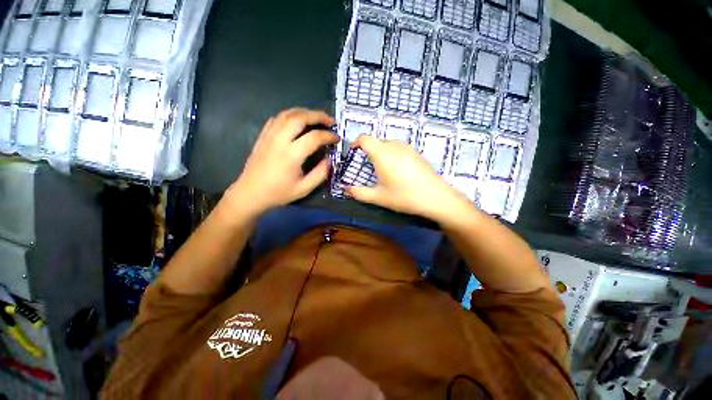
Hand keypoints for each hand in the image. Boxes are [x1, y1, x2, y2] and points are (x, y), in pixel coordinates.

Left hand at [225, 108, 337, 216]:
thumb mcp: (304, 188)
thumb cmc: (278, 193)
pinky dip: (290, 115)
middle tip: (330, 121)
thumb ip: (320, 173)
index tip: (337, 139)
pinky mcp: (263, 136)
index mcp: (292, 155)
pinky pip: (277, 118)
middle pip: (300, 118)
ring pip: (288, 114)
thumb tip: (330, 159)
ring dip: (305, 112)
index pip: (314, 137)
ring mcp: (269, 135)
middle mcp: (280, 140)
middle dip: (318, 116)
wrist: (250, 193)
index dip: (329, 136)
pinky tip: (297, 121)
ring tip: (317, 117)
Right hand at [346, 135, 470, 223]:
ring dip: (381, 153)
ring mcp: (408, 148)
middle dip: (368, 151)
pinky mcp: (417, 153)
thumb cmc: (404, 196)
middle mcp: (395, 145)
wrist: (436, 197)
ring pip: (388, 144)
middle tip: (367, 167)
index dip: (356, 143)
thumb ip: (359, 192)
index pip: (365, 138)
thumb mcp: (378, 197)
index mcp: (382, 153)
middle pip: (376, 141)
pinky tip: (398, 171)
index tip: (353, 154)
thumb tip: (344, 189)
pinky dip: (392, 155)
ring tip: (382, 170)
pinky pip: (399, 148)